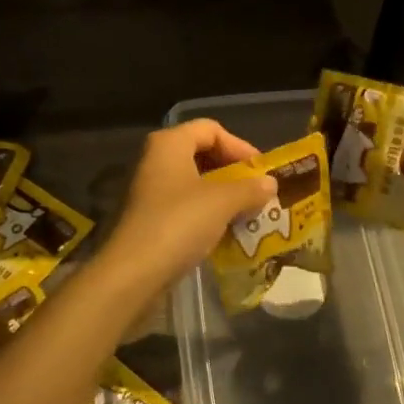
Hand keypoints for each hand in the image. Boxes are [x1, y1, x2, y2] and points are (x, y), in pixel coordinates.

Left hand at [97, 120, 277, 301]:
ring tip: (248, 213)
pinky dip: (207, 215)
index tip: (261, 171)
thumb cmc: (179, 223)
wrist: (132, 274)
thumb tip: (270, 184)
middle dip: (233, 173)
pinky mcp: (148, 219)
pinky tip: (225, 232)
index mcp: (169, 144)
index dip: (240, 146)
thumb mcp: (223, 202)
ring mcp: (149, 191)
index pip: (211, 129)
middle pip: (202, 154)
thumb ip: (250, 189)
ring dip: (223, 196)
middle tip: (257, 192)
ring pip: (194, 183)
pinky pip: (184, 207)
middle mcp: (155, 160)